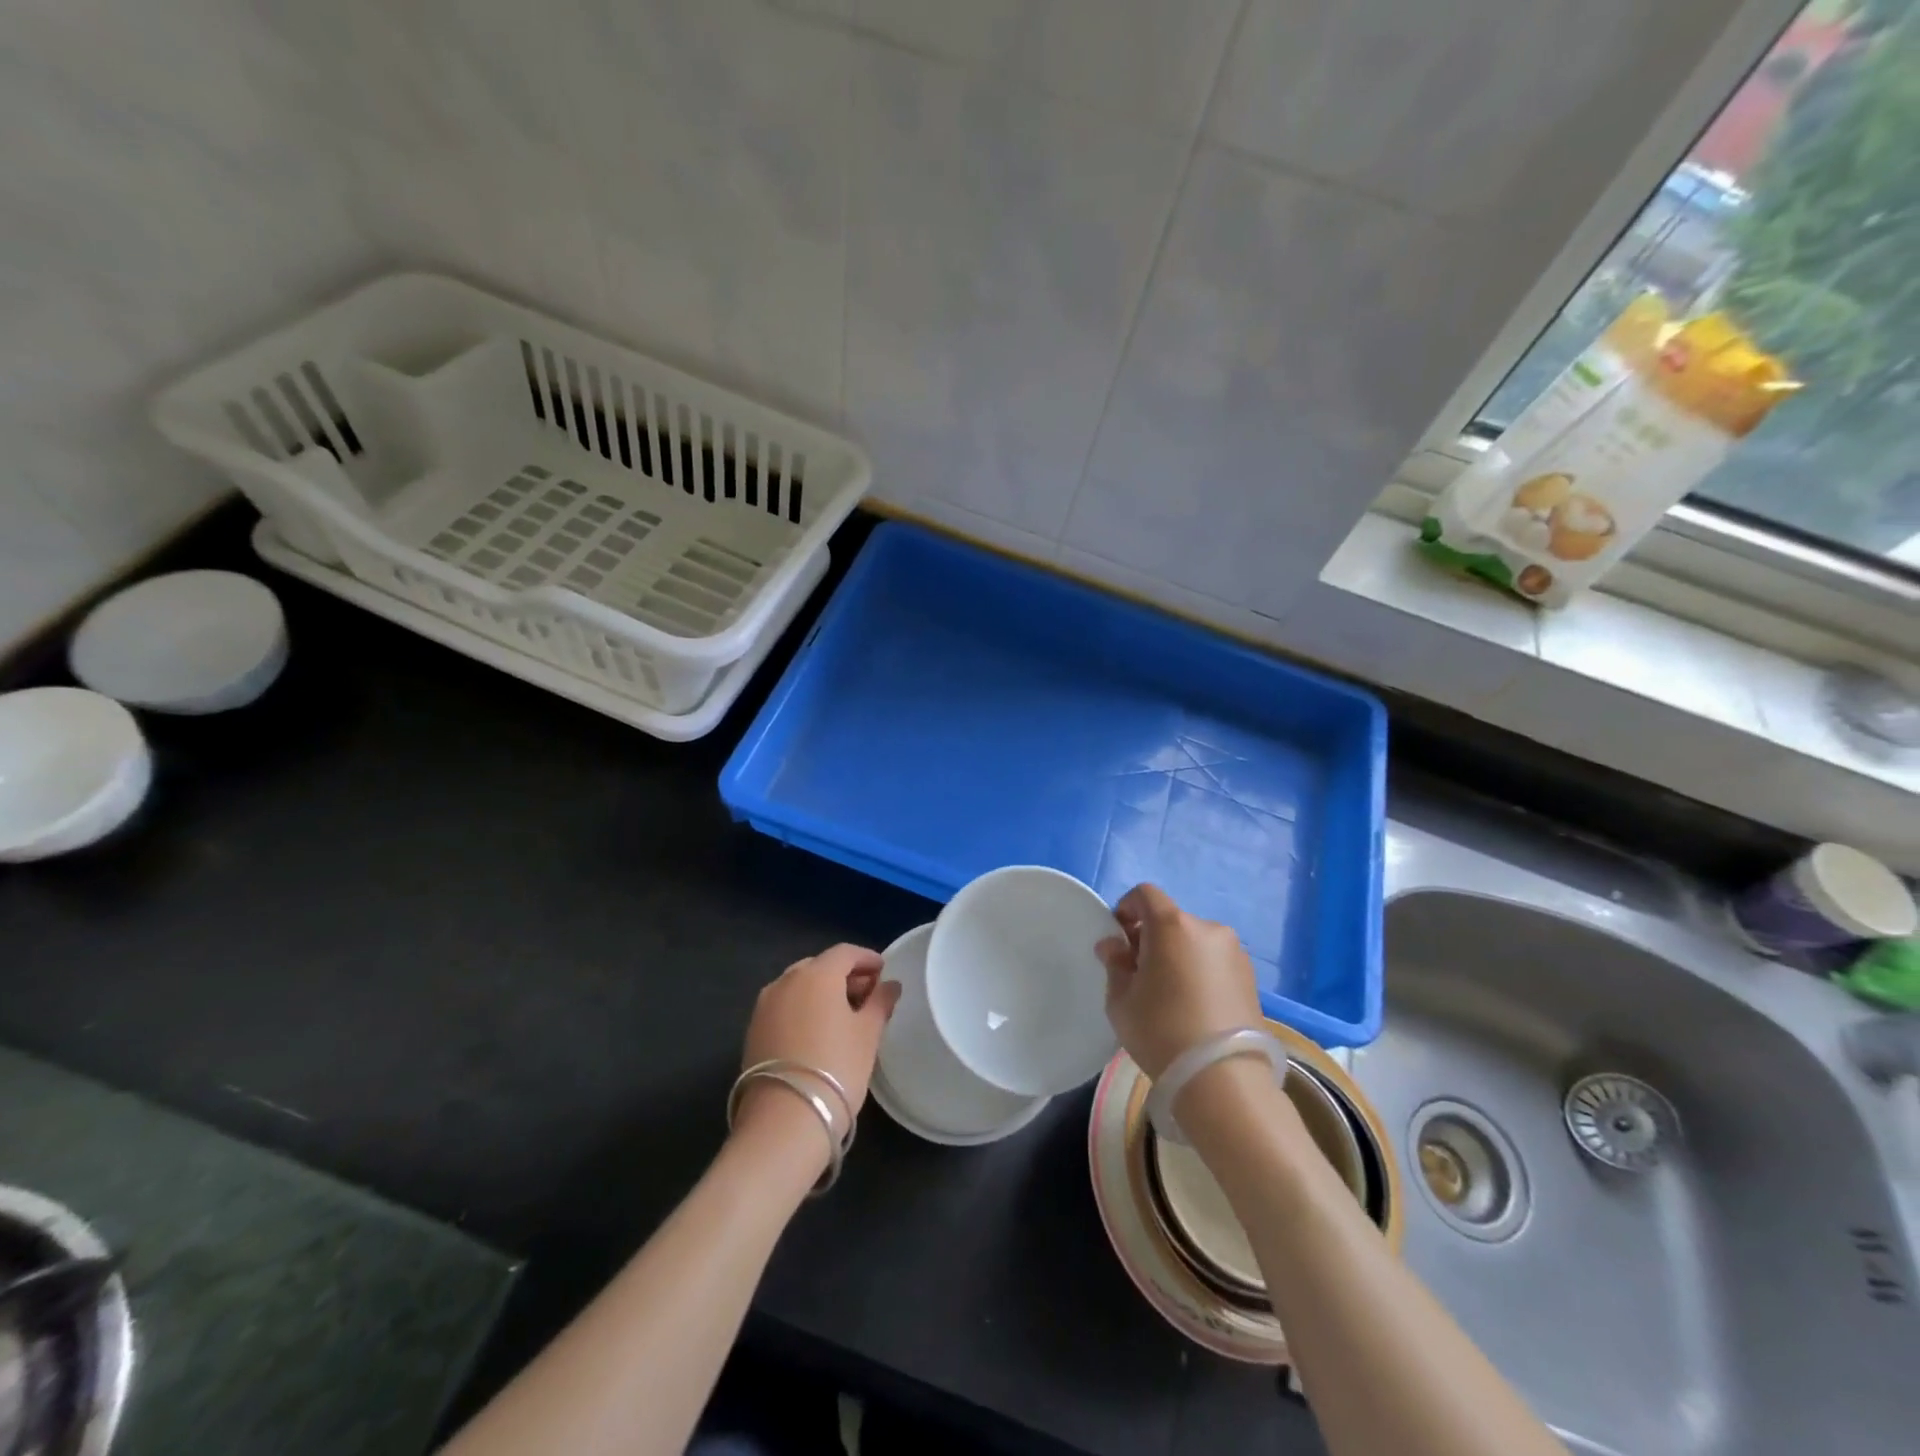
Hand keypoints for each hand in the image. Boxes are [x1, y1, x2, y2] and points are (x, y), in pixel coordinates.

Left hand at [736, 944, 900, 1141]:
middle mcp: (785, 981)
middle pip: (819, 966)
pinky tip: (817, 1031)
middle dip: (844, 976)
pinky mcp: (753, 1030)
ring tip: (844, 1015)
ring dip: (822, 992)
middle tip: (867, 995)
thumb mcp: (868, 1034)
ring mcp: (764, 1006)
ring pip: (799, 986)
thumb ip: (880, 1002)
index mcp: (816, 974)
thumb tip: (889, 985)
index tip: (883, 971)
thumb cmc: (836, 1068)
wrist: (783, 1121)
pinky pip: (784, 1006)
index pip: (845, 953)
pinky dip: (803, 1009)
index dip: (866, 959)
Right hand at [1097, 884, 1263, 1079]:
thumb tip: (1113, 946)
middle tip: (1139, 973)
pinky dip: (1200, 971)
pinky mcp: (1251, 977)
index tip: (1119, 938)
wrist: (1223, 1079)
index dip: (1126, 908)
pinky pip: (1214, 961)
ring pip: (1194, 941)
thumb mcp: (1121, 1000)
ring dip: (1178, 955)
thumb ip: (1115, 964)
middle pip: (1170, 920)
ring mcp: (1234, 952)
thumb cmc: (1161, 1031)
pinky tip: (1194, 1005)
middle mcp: (1207, 928)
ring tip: (1170, 994)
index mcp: (1172, 925)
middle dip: (1151, 938)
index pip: (1145, 894)